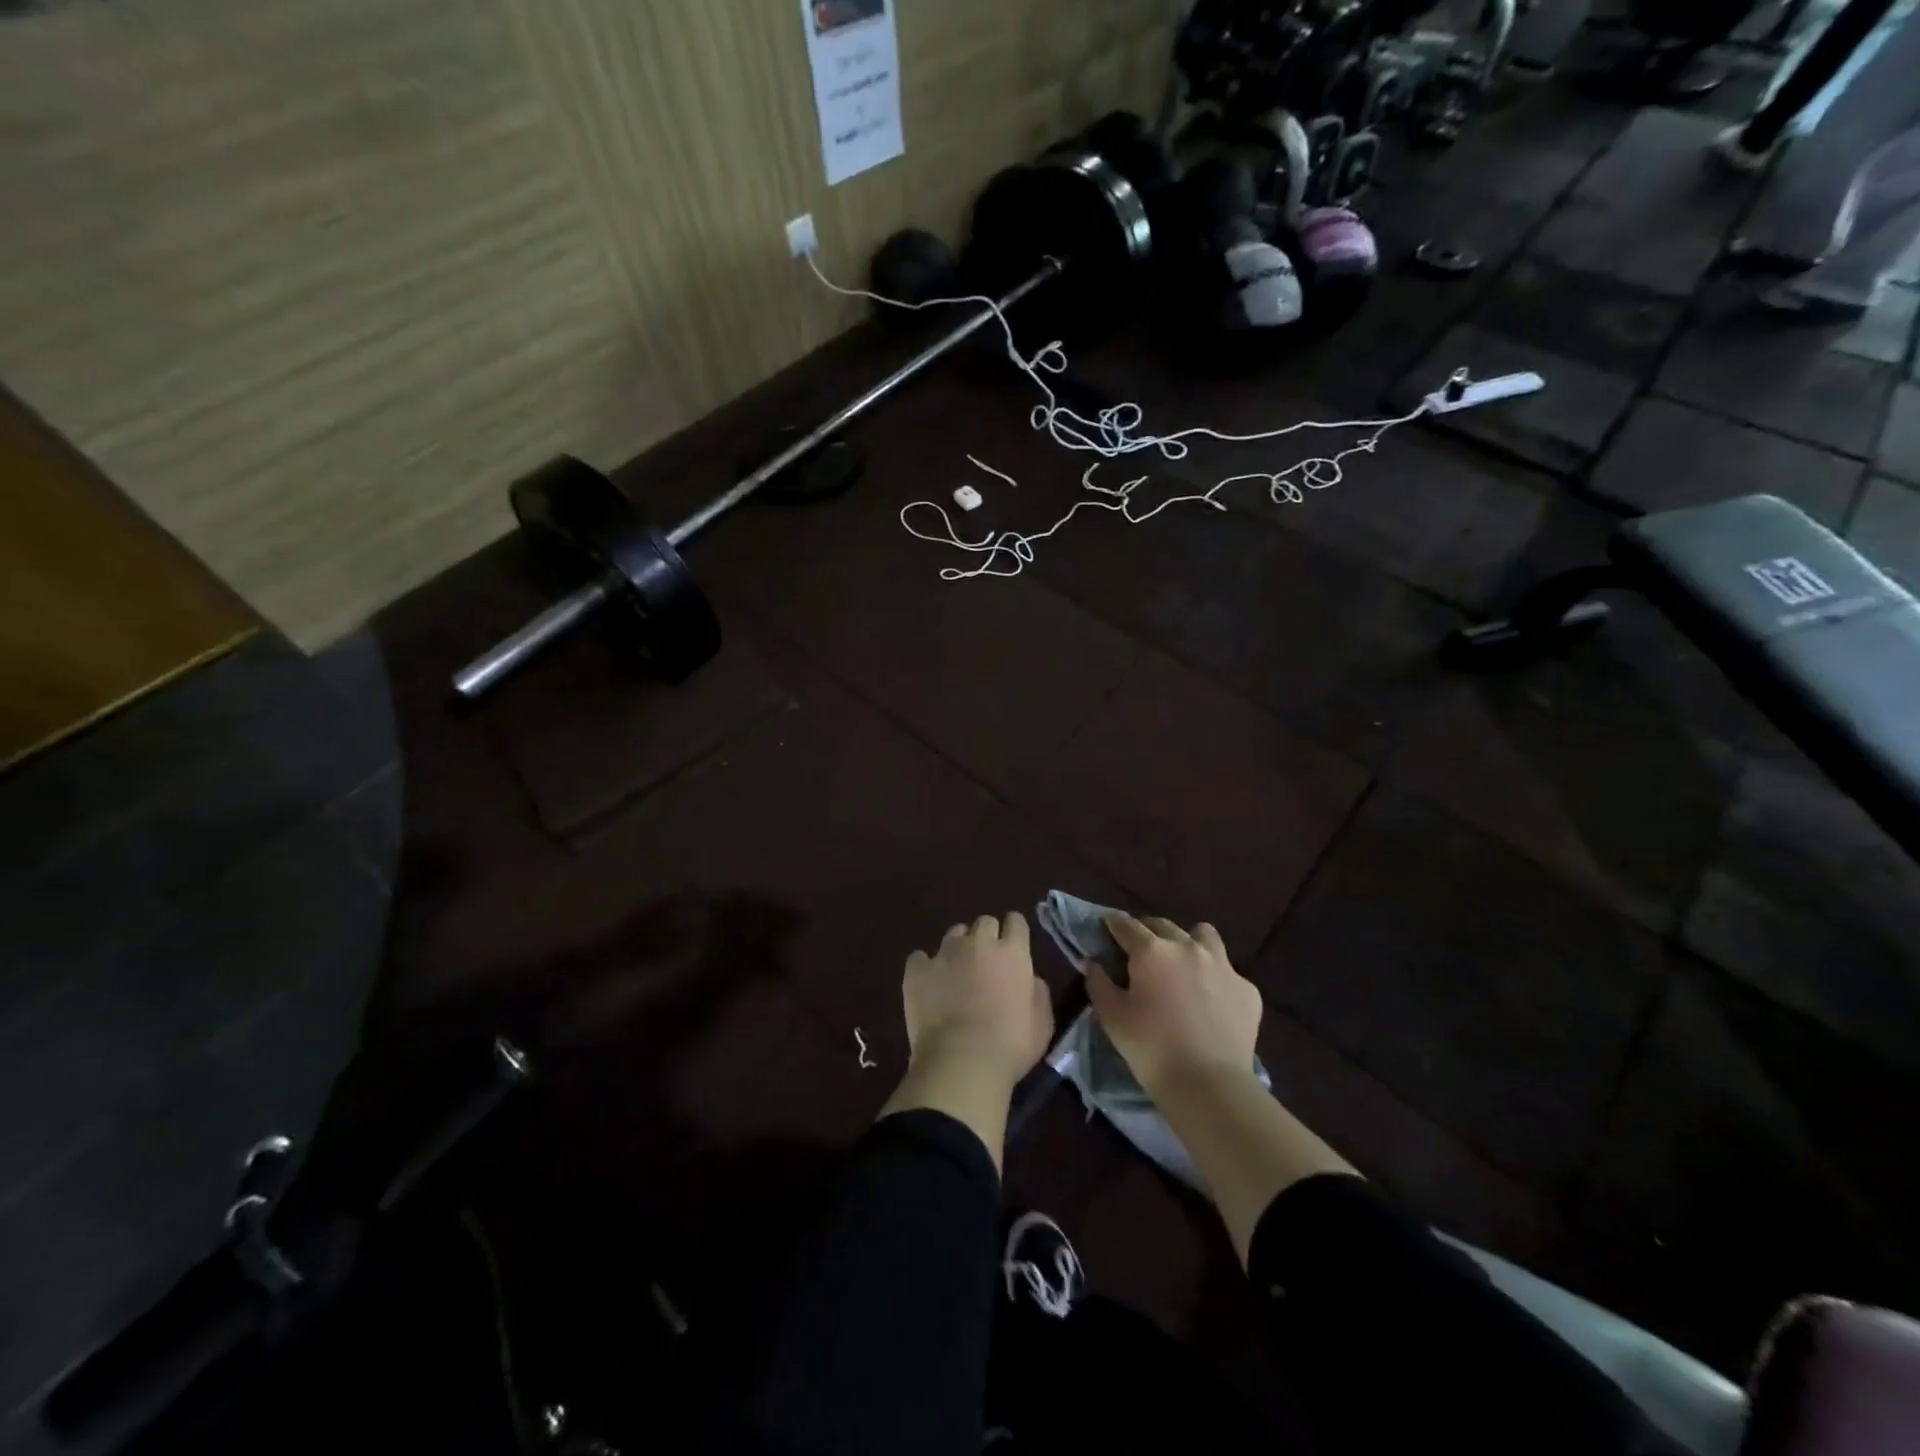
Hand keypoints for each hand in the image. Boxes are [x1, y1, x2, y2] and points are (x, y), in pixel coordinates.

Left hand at [901, 913, 1052, 1090]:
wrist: (962, 1062)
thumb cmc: (1010, 1045)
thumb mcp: (1042, 1023)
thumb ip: (1038, 993)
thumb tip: (1030, 979)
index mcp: (1012, 952)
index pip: (1015, 922)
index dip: (1014, 932)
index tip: (1013, 946)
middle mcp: (979, 943)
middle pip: (985, 922)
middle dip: (987, 937)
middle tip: (986, 962)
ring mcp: (945, 953)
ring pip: (954, 933)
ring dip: (958, 947)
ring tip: (956, 972)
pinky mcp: (917, 969)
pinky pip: (920, 957)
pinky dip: (925, 966)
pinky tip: (928, 984)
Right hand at [1087, 914, 1260, 1093]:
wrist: (1209, 1084)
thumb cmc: (1151, 1048)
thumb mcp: (1111, 1017)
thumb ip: (1099, 983)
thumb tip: (1095, 964)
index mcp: (1152, 951)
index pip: (1126, 925)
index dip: (1114, 924)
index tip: (1108, 926)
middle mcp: (1188, 947)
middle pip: (1163, 925)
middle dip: (1148, 931)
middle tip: (1140, 950)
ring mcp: (1223, 966)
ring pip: (1204, 935)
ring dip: (1189, 941)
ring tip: (1182, 963)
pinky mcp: (1247, 989)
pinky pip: (1228, 972)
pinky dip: (1215, 978)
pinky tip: (1211, 1000)